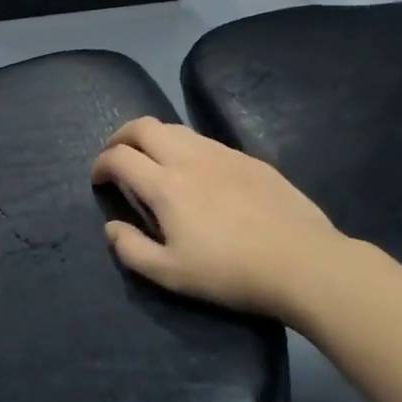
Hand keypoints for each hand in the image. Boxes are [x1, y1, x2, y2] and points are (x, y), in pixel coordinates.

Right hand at [91, 117, 366, 320]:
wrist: (302, 262)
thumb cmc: (230, 273)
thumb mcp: (171, 275)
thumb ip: (132, 250)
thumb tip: (111, 227)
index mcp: (165, 185)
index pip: (119, 157)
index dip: (101, 164)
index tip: (98, 180)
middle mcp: (188, 158)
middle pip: (143, 126)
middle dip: (121, 136)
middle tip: (117, 157)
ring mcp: (221, 154)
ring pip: (175, 128)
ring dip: (153, 138)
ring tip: (153, 161)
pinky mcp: (248, 159)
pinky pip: (205, 141)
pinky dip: (185, 147)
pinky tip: (196, 173)